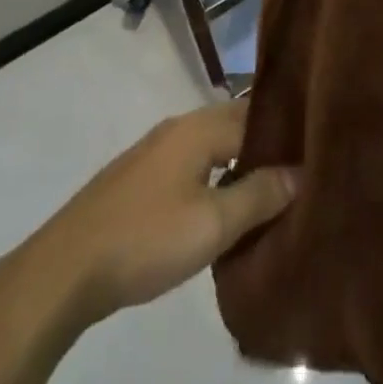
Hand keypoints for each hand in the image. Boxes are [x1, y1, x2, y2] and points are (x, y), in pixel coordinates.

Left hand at [29, 100, 296, 326]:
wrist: (66, 268)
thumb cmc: (147, 238)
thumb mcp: (213, 223)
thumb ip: (259, 195)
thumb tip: (301, 171)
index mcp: (200, 127)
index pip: (257, 115)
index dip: (287, 133)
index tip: (316, 151)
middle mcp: (179, 127)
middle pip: (234, 125)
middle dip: (265, 146)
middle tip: (300, 173)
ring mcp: (155, 150)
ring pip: (212, 145)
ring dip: (239, 163)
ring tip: (269, 192)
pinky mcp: (140, 177)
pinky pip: (192, 163)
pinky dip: (215, 175)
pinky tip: (223, 204)